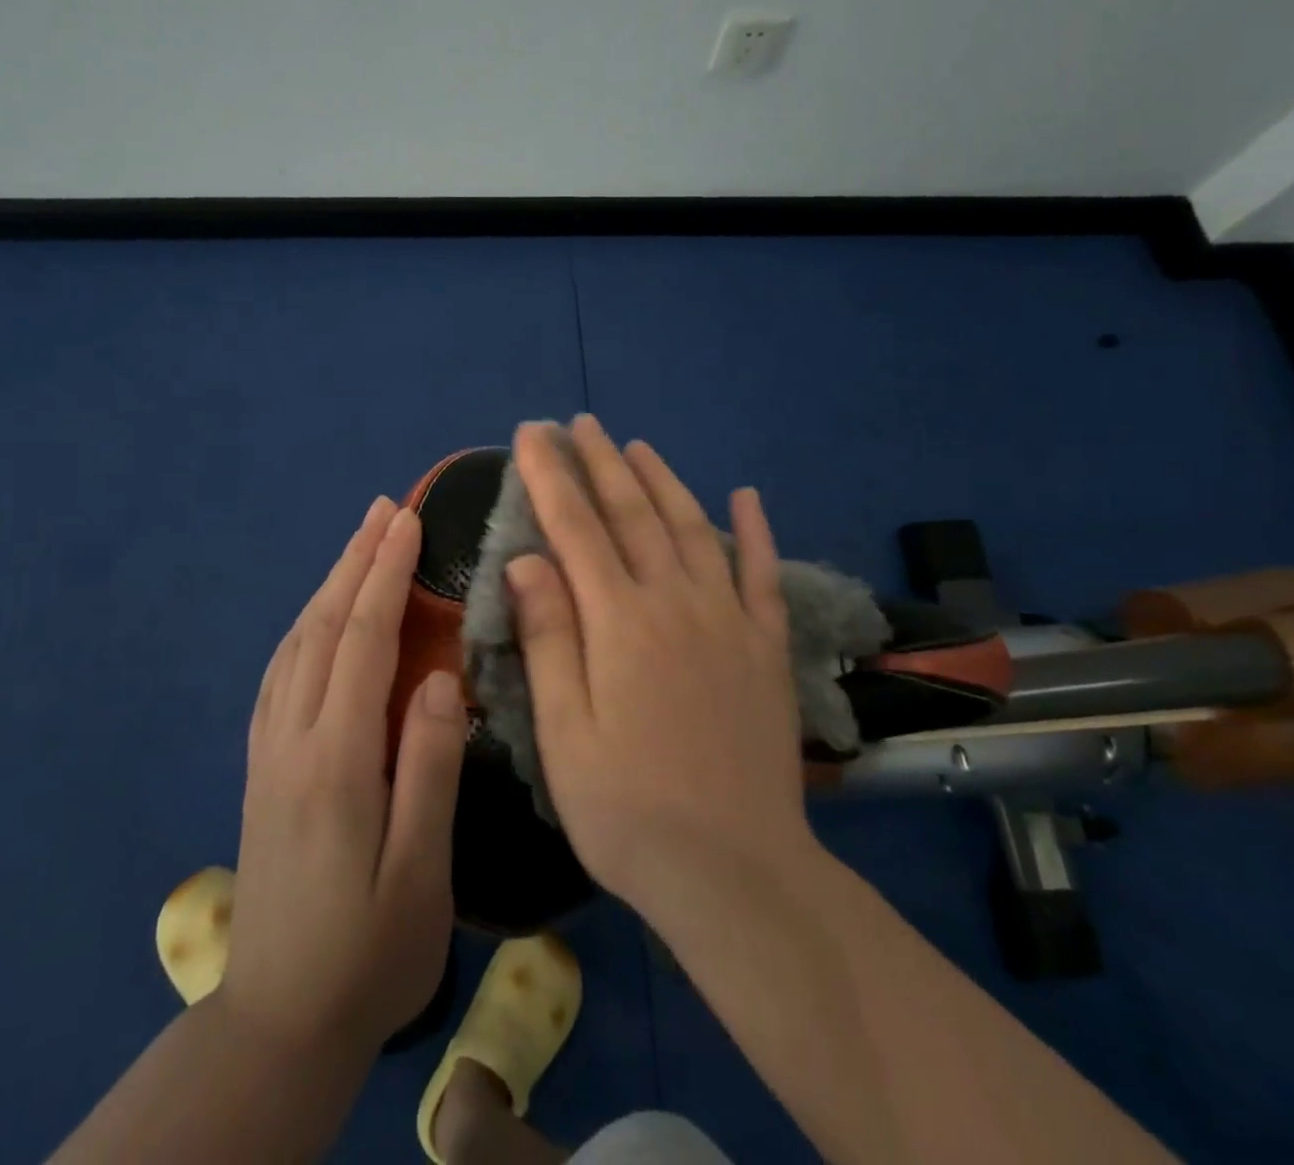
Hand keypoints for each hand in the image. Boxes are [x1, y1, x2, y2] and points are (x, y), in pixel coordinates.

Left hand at [219, 497, 469, 1056]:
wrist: (280, 1022)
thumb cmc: (370, 951)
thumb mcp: (421, 871)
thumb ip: (430, 767)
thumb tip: (439, 678)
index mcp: (337, 759)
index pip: (363, 640)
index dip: (386, 574)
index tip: (408, 522)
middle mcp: (293, 739)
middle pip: (323, 628)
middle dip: (355, 561)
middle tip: (383, 509)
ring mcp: (269, 752)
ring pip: (296, 645)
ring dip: (328, 585)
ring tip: (357, 545)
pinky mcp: (262, 767)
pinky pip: (279, 673)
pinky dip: (303, 627)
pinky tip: (318, 618)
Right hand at [506, 416, 812, 910]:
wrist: (735, 871)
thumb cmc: (627, 809)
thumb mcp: (564, 732)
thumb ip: (548, 636)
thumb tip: (527, 558)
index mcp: (620, 622)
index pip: (576, 527)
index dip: (552, 476)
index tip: (532, 434)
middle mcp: (676, 602)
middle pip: (633, 513)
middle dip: (602, 462)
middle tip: (580, 423)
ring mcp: (729, 620)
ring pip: (692, 528)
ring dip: (663, 480)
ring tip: (637, 445)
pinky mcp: (766, 646)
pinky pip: (761, 573)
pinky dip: (754, 530)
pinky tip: (746, 496)